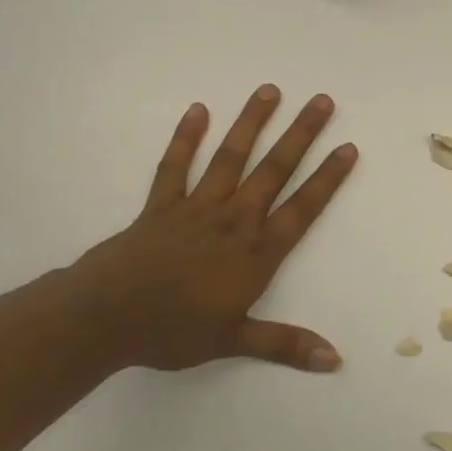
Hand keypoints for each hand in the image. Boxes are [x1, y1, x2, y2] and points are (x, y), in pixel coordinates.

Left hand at [71, 85, 357, 372]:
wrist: (104, 319)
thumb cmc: (173, 331)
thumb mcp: (233, 341)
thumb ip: (286, 345)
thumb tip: (335, 359)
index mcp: (255, 252)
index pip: (301, 209)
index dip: (327, 178)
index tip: (348, 147)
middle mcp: (233, 221)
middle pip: (273, 171)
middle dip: (300, 135)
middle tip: (321, 101)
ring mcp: (196, 208)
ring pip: (230, 158)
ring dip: (251, 123)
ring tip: (270, 90)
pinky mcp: (161, 206)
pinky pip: (175, 167)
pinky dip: (185, 138)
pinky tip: (198, 110)